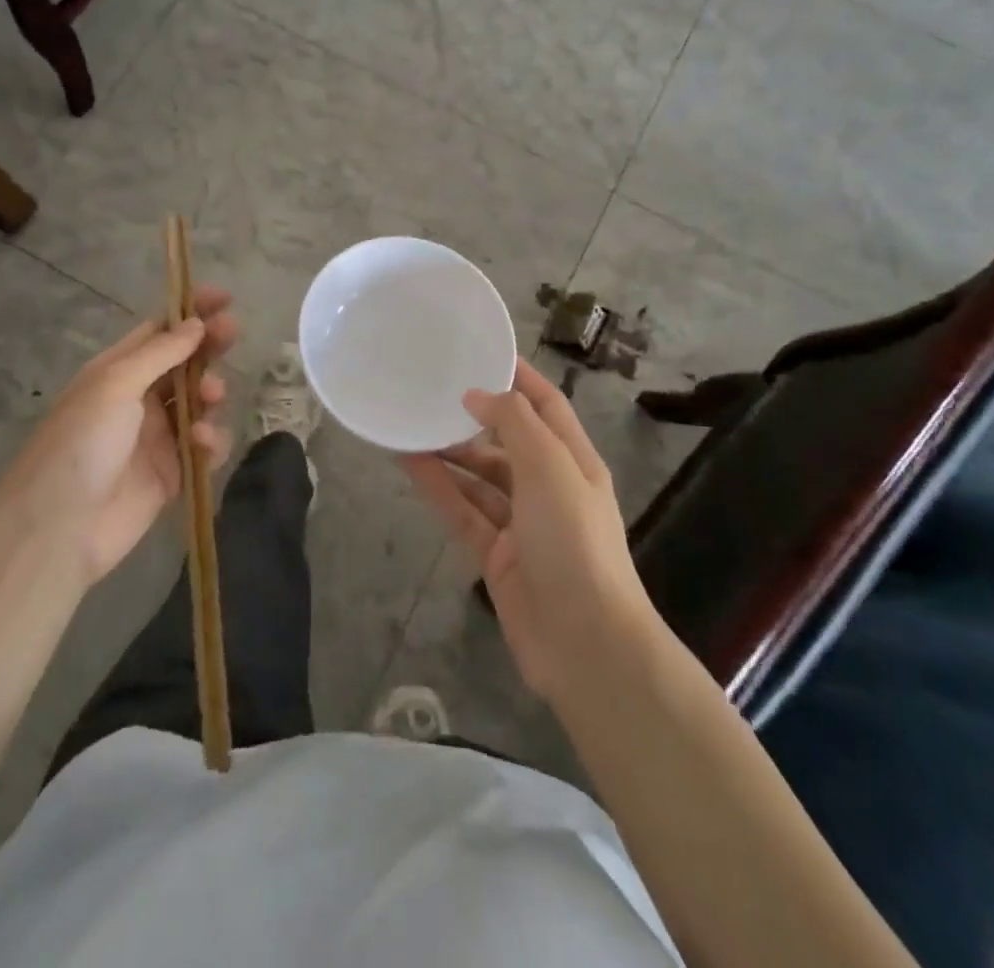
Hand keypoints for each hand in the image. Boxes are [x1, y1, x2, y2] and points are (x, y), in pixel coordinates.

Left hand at [0, 286, 238, 590]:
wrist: (58, 530)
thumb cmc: (81, 444)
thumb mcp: (114, 385)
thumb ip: (160, 353)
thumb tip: (195, 323)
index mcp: (116, 372)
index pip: (159, 331)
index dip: (191, 312)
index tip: (225, 298)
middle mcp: (137, 400)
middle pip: (184, 364)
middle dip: (208, 347)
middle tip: (232, 334)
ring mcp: (156, 438)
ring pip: (199, 404)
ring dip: (210, 394)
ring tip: (211, 397)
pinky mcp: (172, 474)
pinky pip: (204, 449)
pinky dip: (211, 442)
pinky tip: (203, 444)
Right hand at [401, 358, 655, 702]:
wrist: (584, 642)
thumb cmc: (574, 540)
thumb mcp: (550, 468)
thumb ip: (514, 422)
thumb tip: (476, 395)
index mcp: (574, 460)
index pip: (546, 405)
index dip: (518, 377)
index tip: (481, 351)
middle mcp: (549, 487)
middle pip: (507, 440)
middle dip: (473, 417)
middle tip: (430, 391)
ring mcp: (521, 523)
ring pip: (478, 476)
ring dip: (449, 452)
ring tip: (409, 424)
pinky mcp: (496, 555)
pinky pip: (462, 510)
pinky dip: (438, 487)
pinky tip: (408, 463)